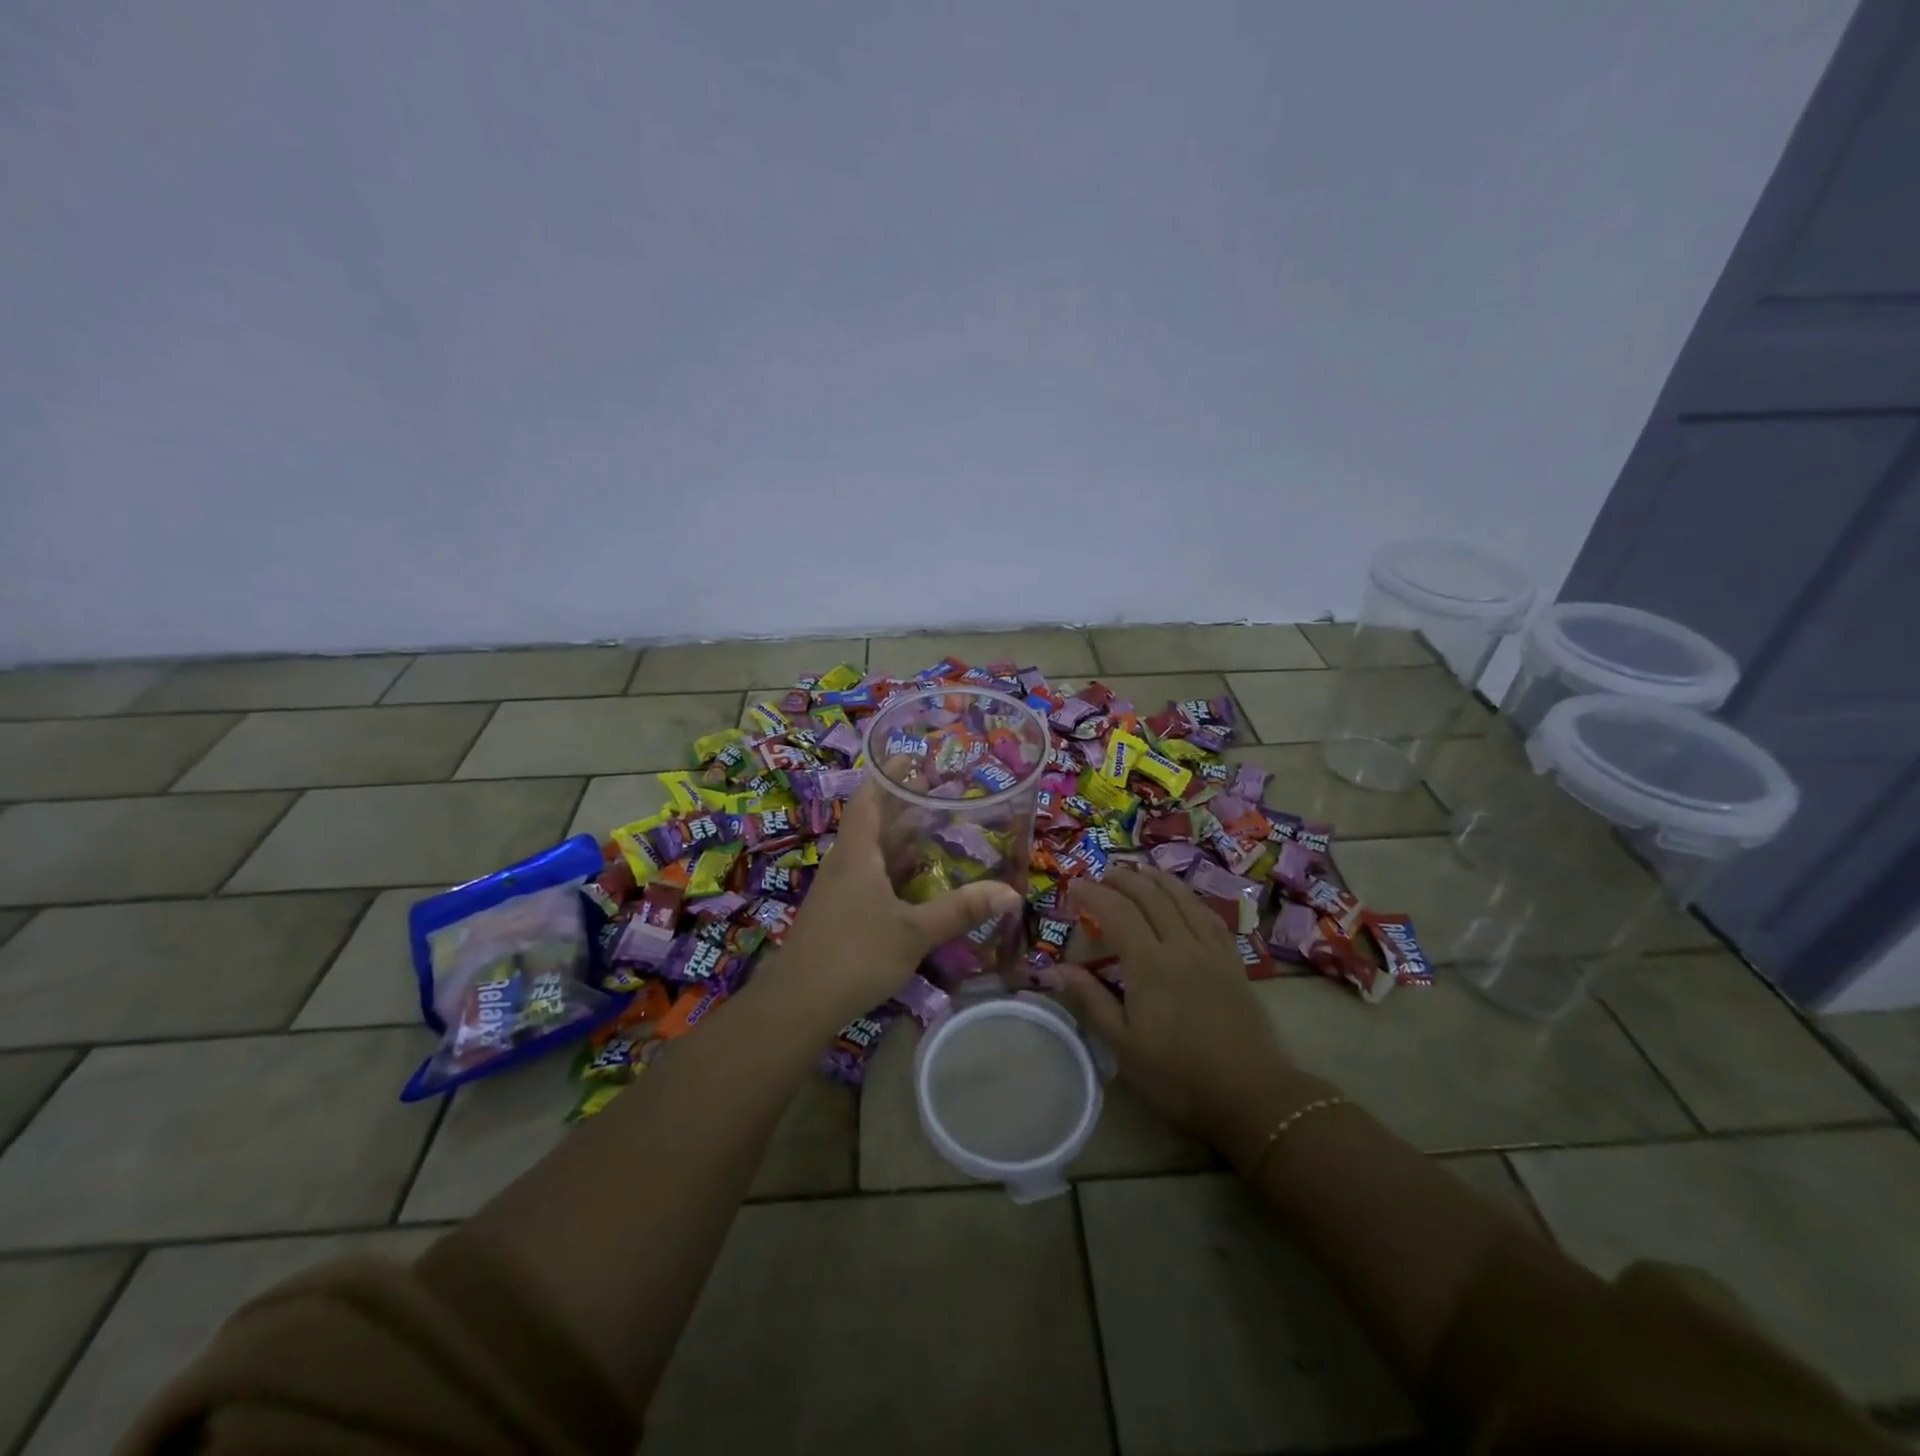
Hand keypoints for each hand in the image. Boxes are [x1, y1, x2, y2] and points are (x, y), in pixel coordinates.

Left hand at [772, 779, 1021, 1027]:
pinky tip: (921, 883)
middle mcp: (846, 862)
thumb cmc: (854, 954)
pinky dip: (897, 872)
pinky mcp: (841, 913)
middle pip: (875, 822)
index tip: (916, 758)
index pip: (869, 796)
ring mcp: (840, 889)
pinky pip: (873, 878)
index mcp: (857, 851)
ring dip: (904, 841)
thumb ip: (960, 910)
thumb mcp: (913, 932)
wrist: (797, 1004)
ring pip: (874, 853)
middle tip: (946, 795)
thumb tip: (1011, 893)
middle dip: (907, 807)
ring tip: (942, 831)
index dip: (889, 775)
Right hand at [1055, 867, 1323, 1169]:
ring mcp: (1211, 951)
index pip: (1117, 912)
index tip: (1073, 886)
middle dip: (1124, 878)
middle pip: (1151, 896)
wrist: (1251, 1094)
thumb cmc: (1178, 1074)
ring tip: (1140, 869)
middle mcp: (1181, 946)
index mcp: (1149, 964)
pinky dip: (1190, 898)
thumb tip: (1055, 968)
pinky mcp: (1233, 962)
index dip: (1093, 893)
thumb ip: (1091, 1000)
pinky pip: (1209, 916)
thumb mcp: (1123, 1044)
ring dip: (1158, 879)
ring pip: (1183, 899)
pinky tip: (1184, 898)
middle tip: (1103, 872)